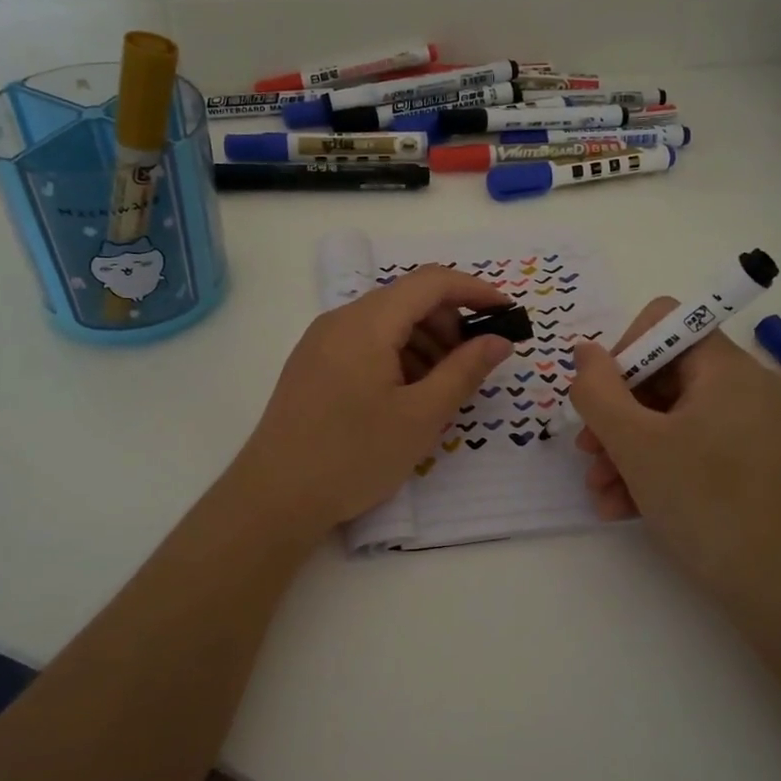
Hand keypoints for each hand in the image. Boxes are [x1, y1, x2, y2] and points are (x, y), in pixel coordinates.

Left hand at [236, 266, 514, 534]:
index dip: (474, 291)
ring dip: (423, 343)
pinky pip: (364, 344)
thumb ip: (464, 371)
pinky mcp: (312, 365)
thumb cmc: (353, 456)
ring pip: (386, 323)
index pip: (431, 282)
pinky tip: (404, 397)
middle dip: (449, 324)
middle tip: (471, 367)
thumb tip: (498, 340)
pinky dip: (396, 357)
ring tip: (439, 390)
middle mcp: (340, 320)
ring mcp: (321, 342)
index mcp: (367, 322)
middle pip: (407, 300)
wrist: (274, 498)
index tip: (506, 314)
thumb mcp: (420, 416)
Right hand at [568, 299, 780, 608]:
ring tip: (599, 489)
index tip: (600, 400)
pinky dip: (653, 469)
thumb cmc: (705, 502)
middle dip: (615, 415)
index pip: (663, 323)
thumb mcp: (635, 443)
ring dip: (624, 449)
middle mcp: (742, 388)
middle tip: (588, 454)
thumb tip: (584, 352)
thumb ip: (598, 391)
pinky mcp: (745, 463)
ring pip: (668, 418)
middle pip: (660, 375)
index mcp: (726, 368)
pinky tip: (621, 507)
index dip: (621, 353)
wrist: (780, 588)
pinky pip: (688, 448)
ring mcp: (746, 428)